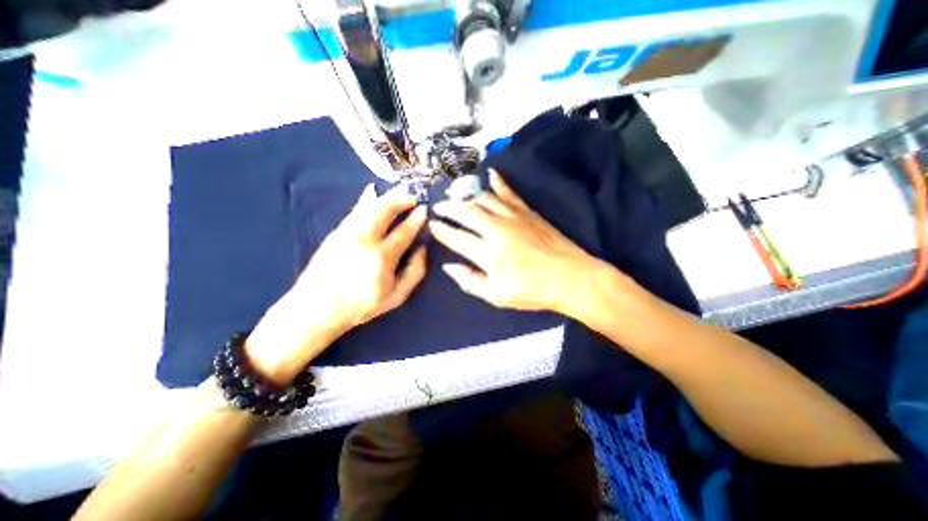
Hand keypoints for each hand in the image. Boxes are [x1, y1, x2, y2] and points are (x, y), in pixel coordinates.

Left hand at [242, 186, 423, 384]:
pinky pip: (356, 210)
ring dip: (386, 198)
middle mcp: (364, 240)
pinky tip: (372, 194)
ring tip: (398, 194)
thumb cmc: (361, 306)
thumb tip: (422, 249)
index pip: (404, 232)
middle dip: (400, 200)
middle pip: (385, 211)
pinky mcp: (335, 232)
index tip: (423, 210)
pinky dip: (366, 200)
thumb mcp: (396, 297)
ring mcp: (347, 233)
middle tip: (412, 197)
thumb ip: (414, 272)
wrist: (316, 308)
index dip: (416, 219)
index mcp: (382, 258)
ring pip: (369, 207)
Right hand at [428, 168, 602, 312]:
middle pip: (466, 212)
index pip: (457, 237)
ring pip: (484, 199)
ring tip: (456, 196)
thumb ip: (470, 281)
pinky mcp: (527, 211)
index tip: (431, 225)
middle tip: (438, 207)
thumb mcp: (497, 296)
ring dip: (467, 196)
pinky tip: (491, 173)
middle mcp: (497, 229)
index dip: (441, 230)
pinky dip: (499, 182)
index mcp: (488, 253)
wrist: (571, 277)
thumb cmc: (533, 291)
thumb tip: (450, 266)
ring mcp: (513, 217)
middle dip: (449, 208)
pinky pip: (509, 192)